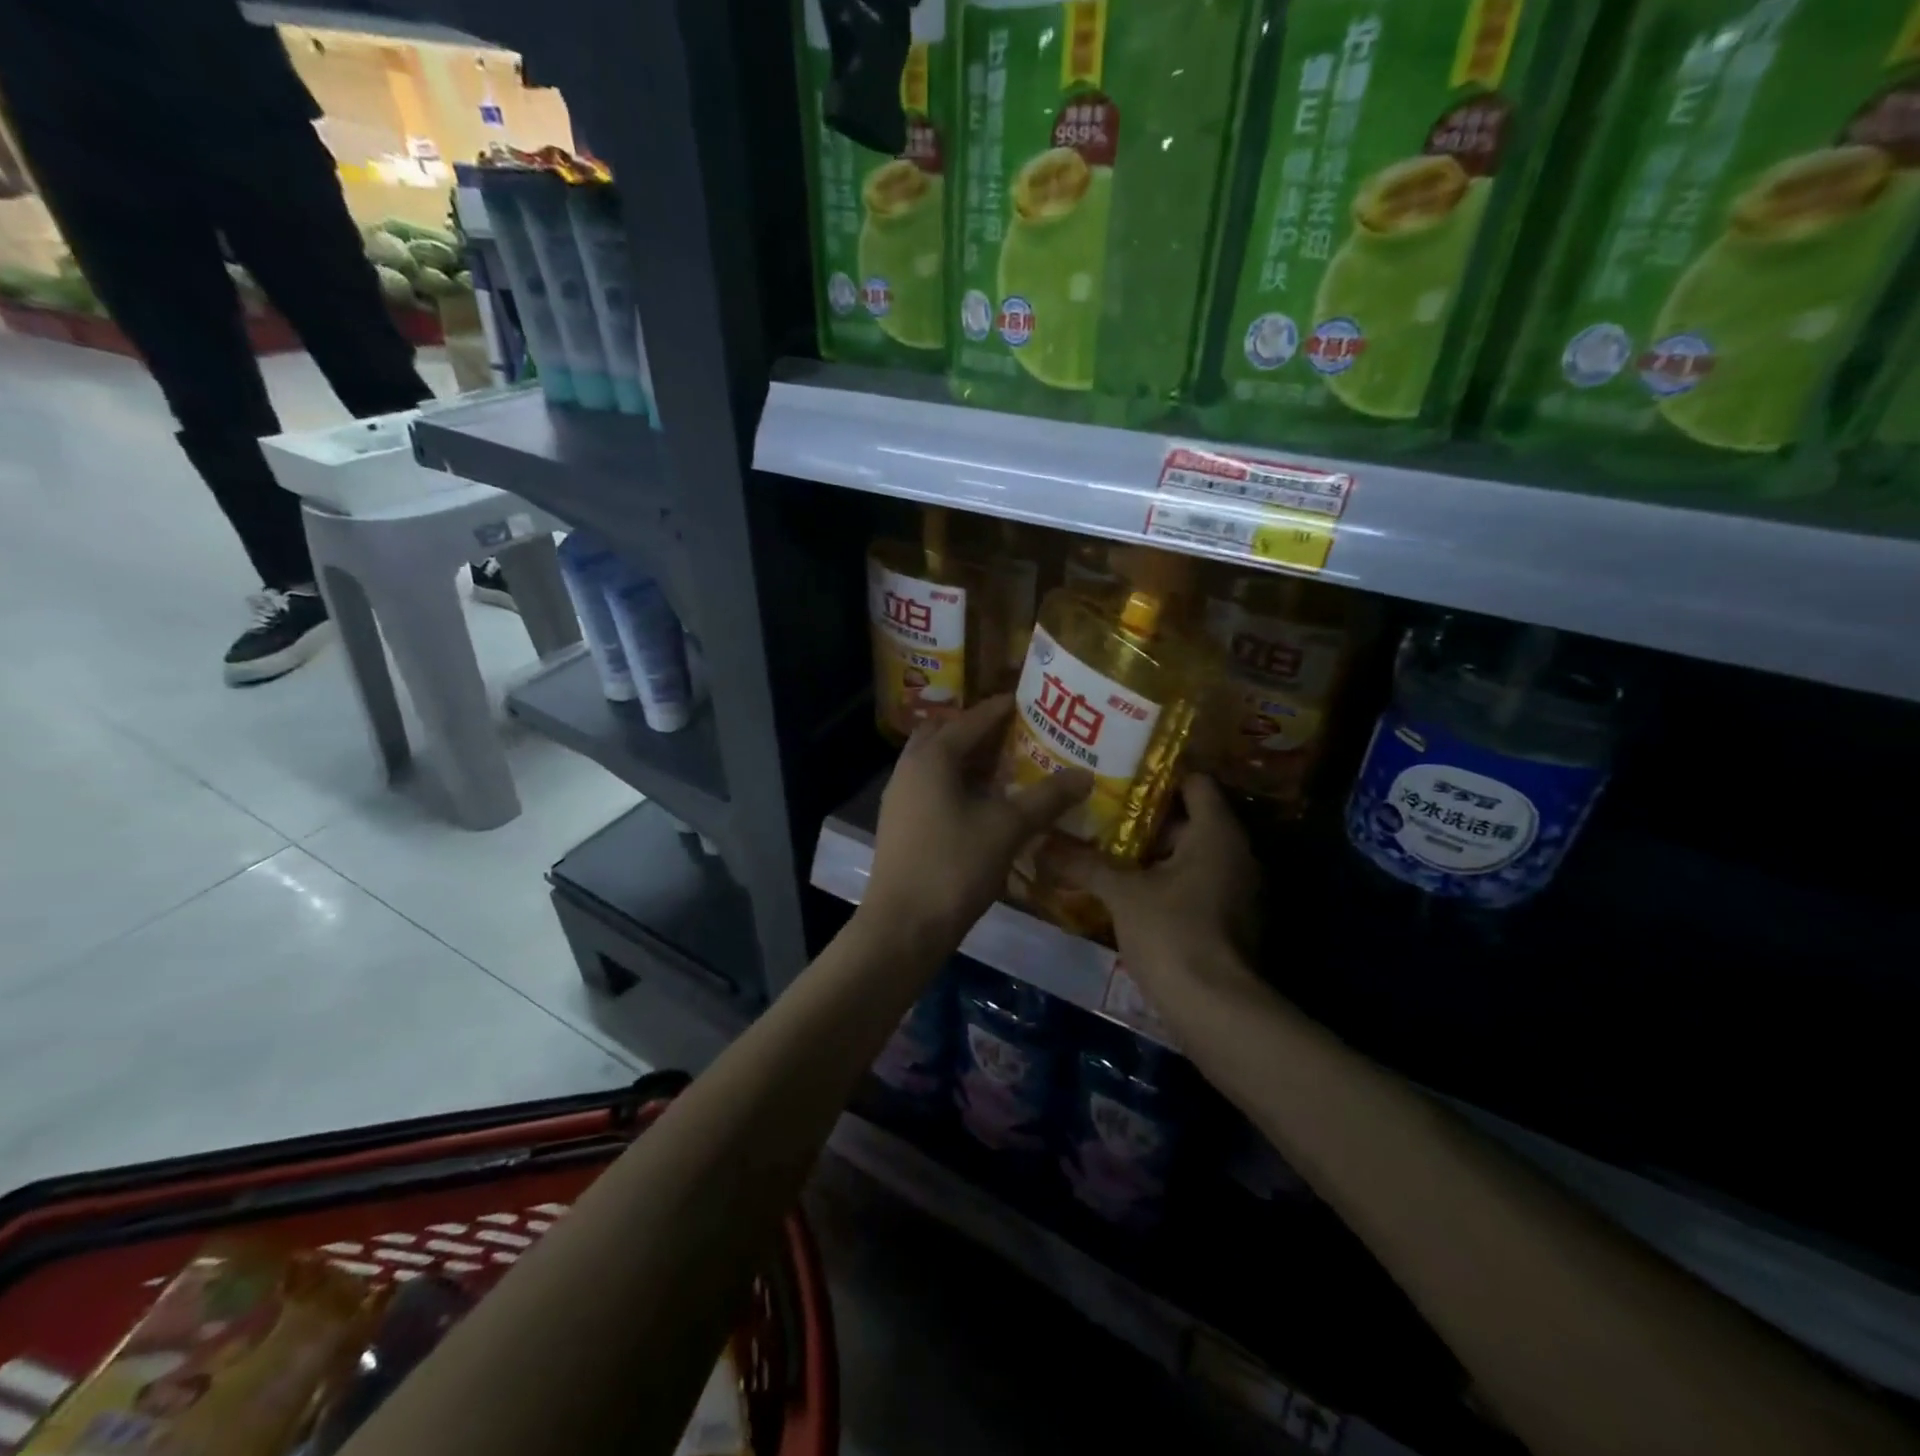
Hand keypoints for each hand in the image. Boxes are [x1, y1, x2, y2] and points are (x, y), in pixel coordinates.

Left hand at [861, 696, 1091, 949]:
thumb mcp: (1007, 829)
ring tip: (1005, 767)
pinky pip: (930, 787)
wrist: (902, 927)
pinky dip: (956, 783)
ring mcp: (900, 797)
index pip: (973, 719)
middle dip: (979, 730)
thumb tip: (1085, 774)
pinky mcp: (900, 823)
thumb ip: (1046, 798)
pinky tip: (982, 804)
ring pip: (935, 762)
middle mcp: (910, 767)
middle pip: (946, 734)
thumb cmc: (954, 867)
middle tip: (1017, 734)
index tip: (1032, 700)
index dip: (1003, 708)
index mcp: (933, 757)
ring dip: (967, 758)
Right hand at [1057, 774, 1259, 986]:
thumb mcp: (1123, 893)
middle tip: (1099, 814)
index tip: (1118, 777)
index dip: (1157, 777)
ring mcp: (1234, 889)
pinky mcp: (1227, 920)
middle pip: (1188, 820)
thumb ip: (1085, 864)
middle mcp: (1235, 853)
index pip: (1194, 782)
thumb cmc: (1172, 932)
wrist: (1215, 1009)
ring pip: (1187, 856)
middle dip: (1143, 819)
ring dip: (1149, 854)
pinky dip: (1162, 883)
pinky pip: (1192, 885)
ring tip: (1101, 848)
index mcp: (1217, 833)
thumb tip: (1041, 844)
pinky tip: (1123, 890)